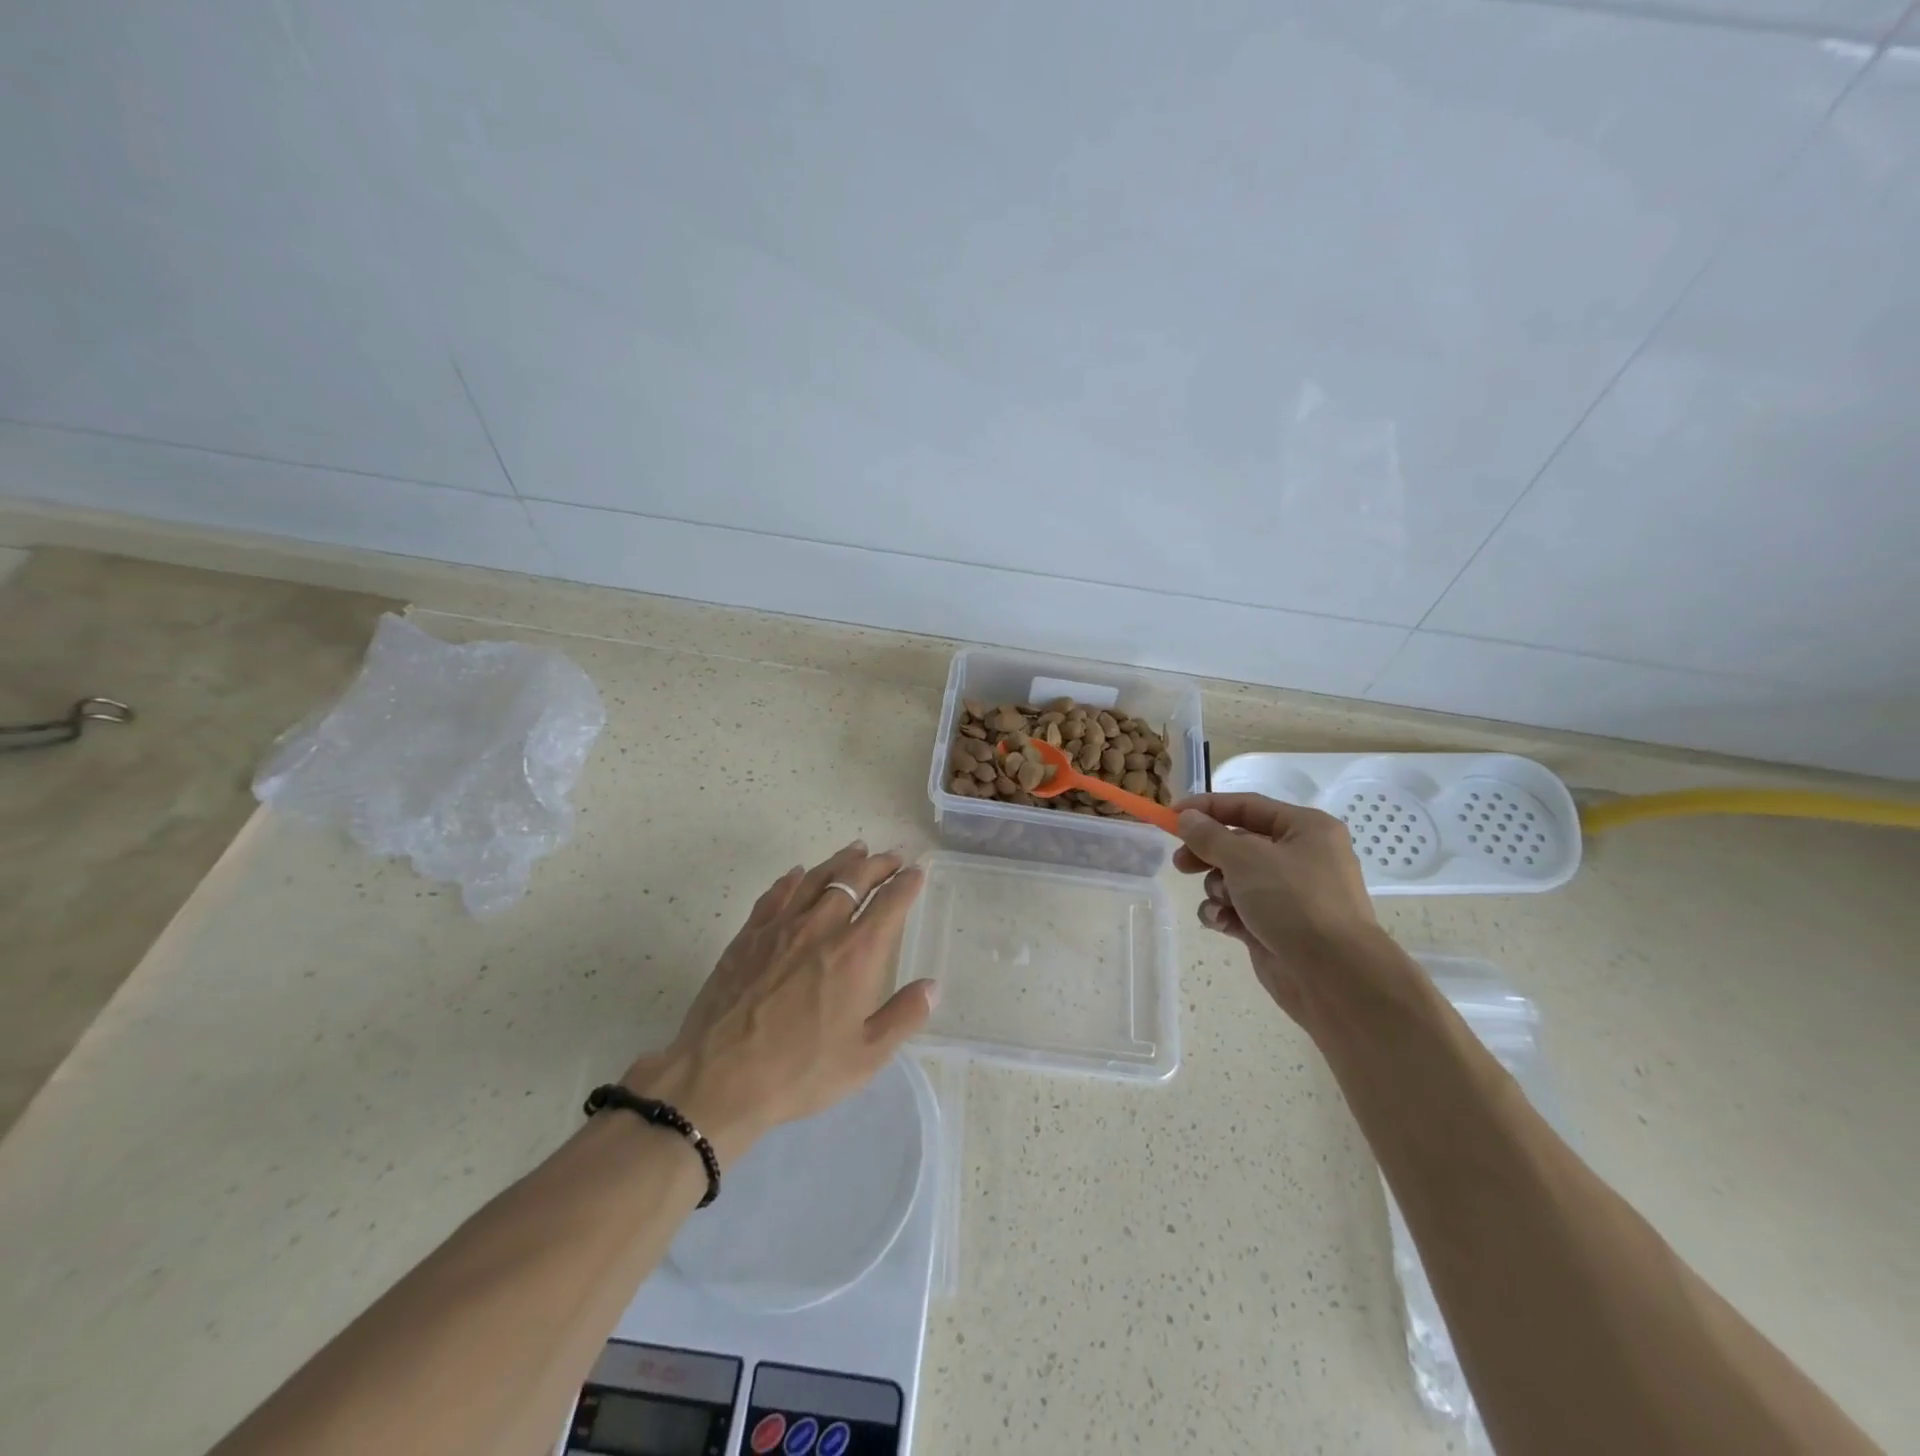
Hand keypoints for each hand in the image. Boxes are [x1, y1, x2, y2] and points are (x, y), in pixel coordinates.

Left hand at [623, 841, 934, 1164]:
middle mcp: (821, 928)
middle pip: (854, 880)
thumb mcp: (865, 1057)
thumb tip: (932, 986)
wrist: (718, 1078)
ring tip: (857, 849)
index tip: (917, 871)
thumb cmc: (799, 1071)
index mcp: (855, 954)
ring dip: (841, 861)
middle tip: (893, 857)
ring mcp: (780, 927)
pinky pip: (775, 894)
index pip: (889, 904)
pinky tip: (798, 873)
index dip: (907, 883)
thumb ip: (903, 1017)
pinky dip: (793, 878)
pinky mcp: (748, 935)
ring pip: (816, 878)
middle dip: (878, 864)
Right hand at [1173, 794, 1391, 1029]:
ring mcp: (1287, 894)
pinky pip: (1237, 909)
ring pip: (1233, 878)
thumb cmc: (1293, 901)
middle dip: (1207, 853)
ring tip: (1222, 902)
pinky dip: (1224, 913)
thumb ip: (1209, 835)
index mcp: (1305, 829)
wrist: (1333, 976)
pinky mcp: (1274, 926)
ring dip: (1217, 888)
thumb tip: (1187, 817)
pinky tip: (1221, 923)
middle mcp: (1300, 857)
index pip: (1247, 806)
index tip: (1171, 815)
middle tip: (1181, 863)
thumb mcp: (1245, 858)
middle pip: (1237, 843)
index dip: (1206, 808)